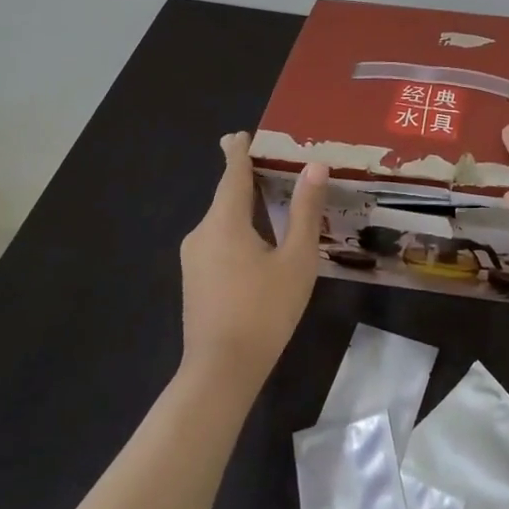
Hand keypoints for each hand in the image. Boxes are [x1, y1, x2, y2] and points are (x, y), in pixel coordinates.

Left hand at [179, 133, 327, 386]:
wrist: (219, 374)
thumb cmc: (263, 310)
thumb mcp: (296, 258)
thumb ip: (304, 210)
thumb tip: (314, 166)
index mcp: (224, 221)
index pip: (232, 173)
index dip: (238, 151)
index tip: (238, 134)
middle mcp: (202, 232)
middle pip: (226, 195)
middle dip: (245, 177)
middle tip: (271, 162)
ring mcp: (194, 259)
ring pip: (222, 220)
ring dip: (243, 206)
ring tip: (271, 198)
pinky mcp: (195, 281)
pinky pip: (218, 239)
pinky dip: (238, 228)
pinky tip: (259, 239)